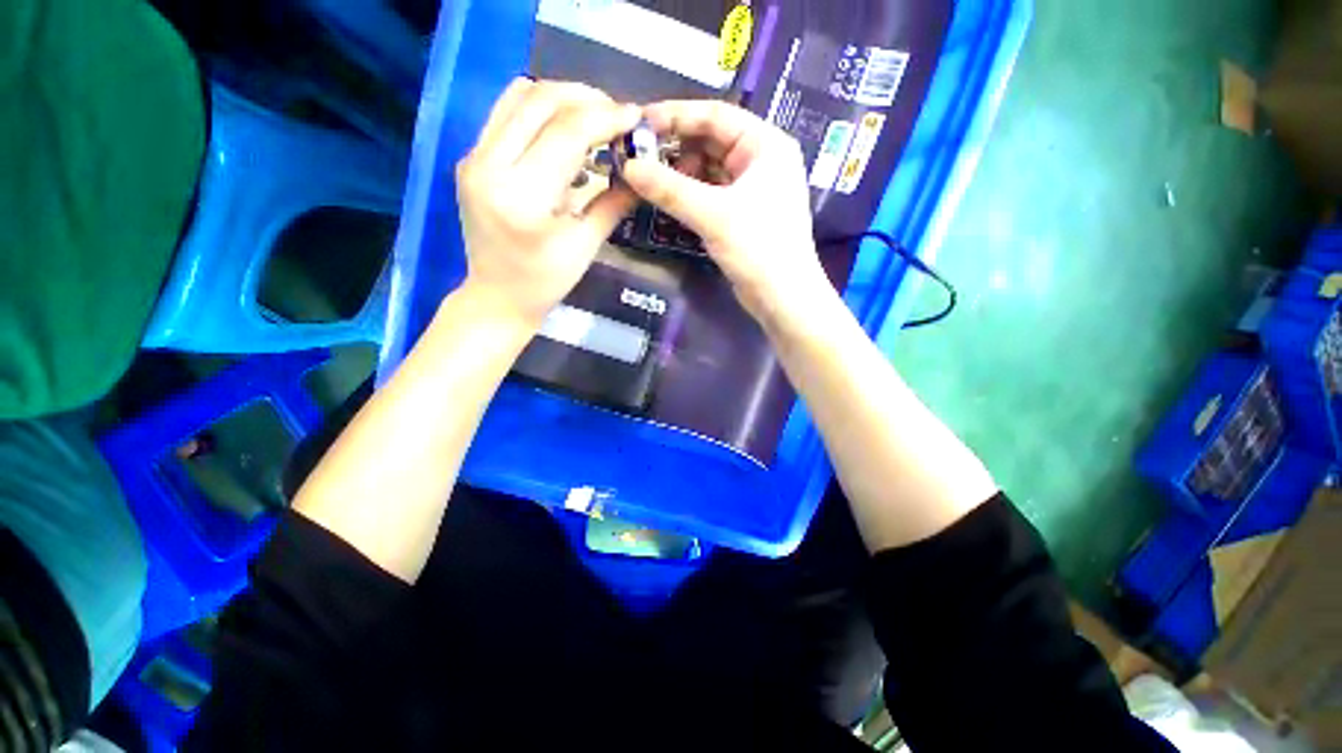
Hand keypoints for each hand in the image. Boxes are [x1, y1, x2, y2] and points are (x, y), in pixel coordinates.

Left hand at [455, 78, 641, 328]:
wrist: (497, 297)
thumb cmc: (546, 282)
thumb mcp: (585, 246)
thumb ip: (613, 202)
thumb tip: (642, 171)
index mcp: (522, 197)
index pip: (566, 133)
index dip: (605, 118)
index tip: (635, 117)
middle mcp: (489, 166)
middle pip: (539, 101)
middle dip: (585, 99)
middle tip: (616, 114)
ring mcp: (473, 158)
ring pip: (518, 97)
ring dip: (560, 98)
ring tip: (592, 118)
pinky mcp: (470, 159)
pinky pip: (506, 114)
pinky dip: (539, 112)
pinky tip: (563, 132)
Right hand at [620, 100, 833, 327]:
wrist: (782, 297)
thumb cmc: (757, 248)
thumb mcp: (712, 214)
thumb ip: (669, 189)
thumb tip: (628, 168)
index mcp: (765, 144)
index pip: (715, 115)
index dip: (676, 115)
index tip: (639, 122)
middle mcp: (761, 160)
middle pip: (711, 142)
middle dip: (675, 147)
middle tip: (638, 155)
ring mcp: (753, 189)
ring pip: (709, 170)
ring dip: (680, 173)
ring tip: (648, 179)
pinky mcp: (743, 214)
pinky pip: (711, 193)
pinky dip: (690, 194)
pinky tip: (668, 199)